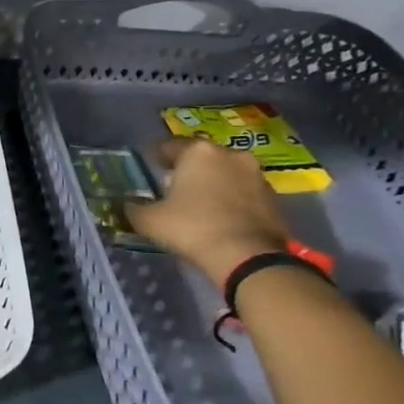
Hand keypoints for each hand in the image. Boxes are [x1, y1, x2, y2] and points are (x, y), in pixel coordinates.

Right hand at [128, 137, 292, 285]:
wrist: (248, 257)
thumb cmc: (192, 228)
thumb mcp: (148, 220)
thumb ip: (134, 208)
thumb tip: (129, 205)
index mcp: (198, 152)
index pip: (169, 146)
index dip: (157, 157)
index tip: (150, 169)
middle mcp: (230, 155)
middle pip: (202, 158)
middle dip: (188, 170)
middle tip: (174, 188)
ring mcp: (257, 175)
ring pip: (226, 174)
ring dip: (214, 184)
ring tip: (200, 206)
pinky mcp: (274, 198)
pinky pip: (244, 193)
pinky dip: (232, 201)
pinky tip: (222, 219)